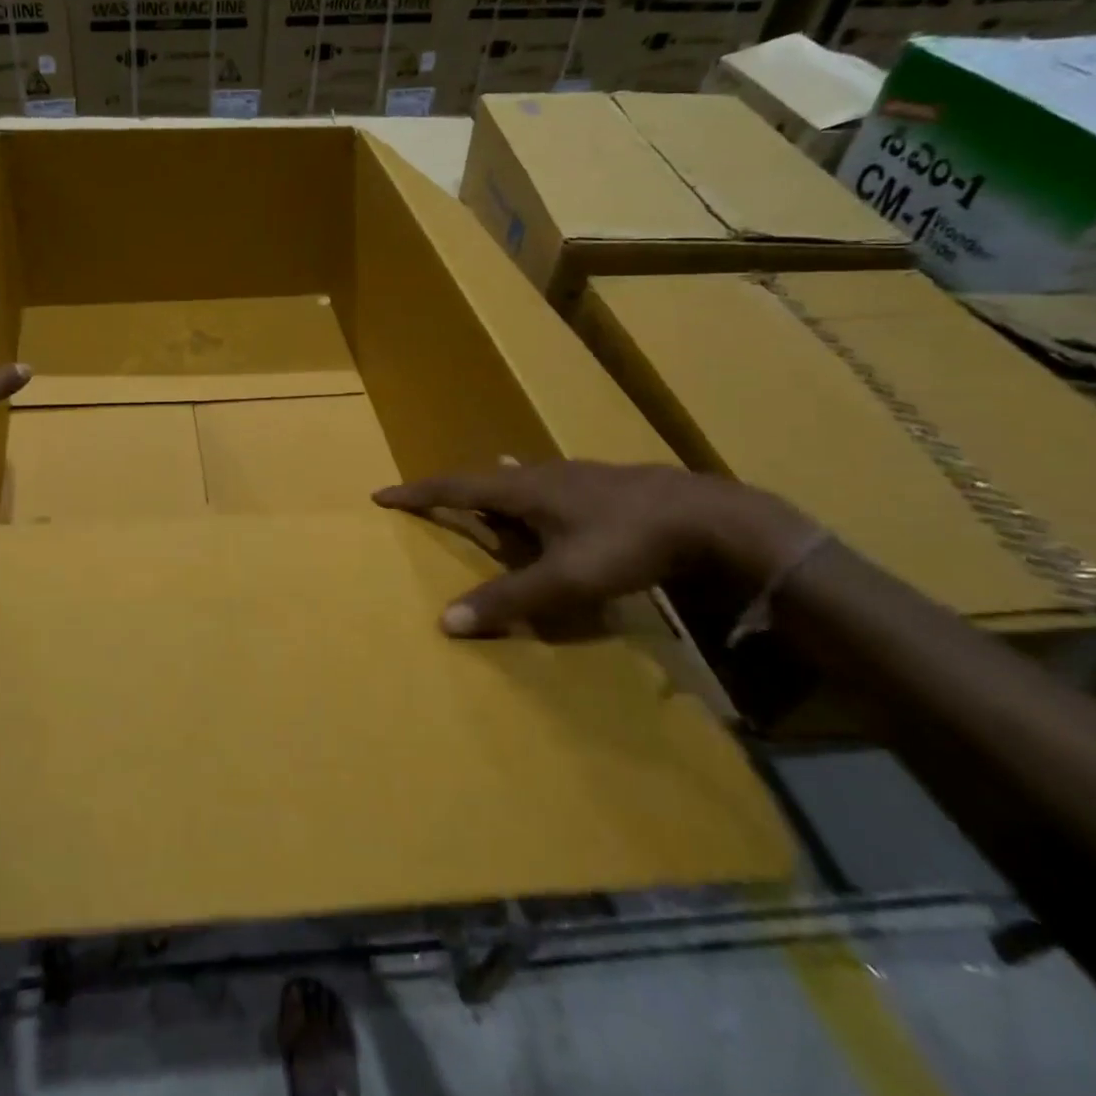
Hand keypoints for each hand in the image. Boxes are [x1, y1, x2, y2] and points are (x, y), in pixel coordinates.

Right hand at [373, 461, 810, 636]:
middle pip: (483, 478)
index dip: (417, 493)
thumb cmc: (630, 542)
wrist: (712, 517)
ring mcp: (576, 477)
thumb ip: (509, 599)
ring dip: (493, 491)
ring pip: (520, 480)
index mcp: (523, 488)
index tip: (382, 494)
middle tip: (431, 504)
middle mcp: (542, 475)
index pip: (455, 486)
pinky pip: (548, 487)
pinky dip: (530, 495)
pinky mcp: (604, 486)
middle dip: (453, 491)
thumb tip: (446, 621)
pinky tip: (549, 500)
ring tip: (483, 498)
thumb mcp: (567, 579)